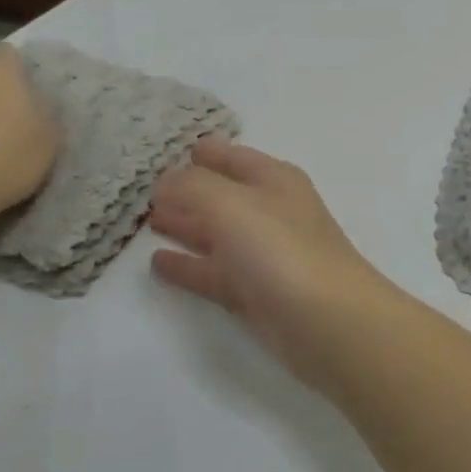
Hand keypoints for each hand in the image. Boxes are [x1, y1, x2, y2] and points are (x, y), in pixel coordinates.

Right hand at [149, 140, 401, 386]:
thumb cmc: (282, 250)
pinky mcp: (257, 294)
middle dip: (187, 190)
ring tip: (145, 221)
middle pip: (224, 194)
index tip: (165, 150)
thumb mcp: (231, 204)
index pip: (233, 156)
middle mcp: (272, 212)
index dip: (203, 151)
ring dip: (186, 225)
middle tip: (143, 189)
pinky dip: (188, 266)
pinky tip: (158, 263)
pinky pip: (214, 272)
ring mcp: (265, 255)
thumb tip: (164, 181)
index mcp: (275, 180)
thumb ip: (192, 186)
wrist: (327, 321)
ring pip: (218, 233)